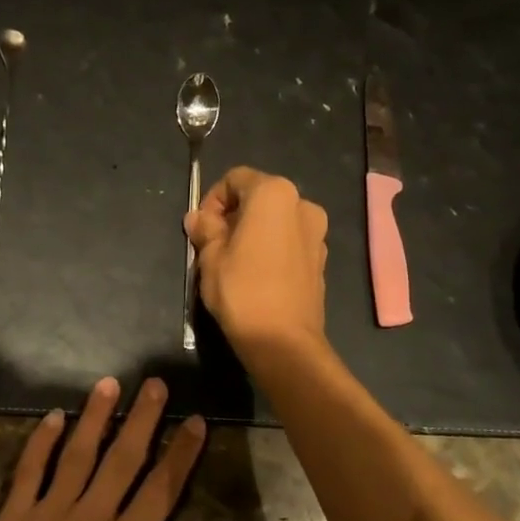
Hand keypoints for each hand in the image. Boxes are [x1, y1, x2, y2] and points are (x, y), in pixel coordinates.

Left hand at [0, 378, 209, 520]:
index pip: (163, 487)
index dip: (181, 451)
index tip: (194, 420)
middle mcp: (92, 518)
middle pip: (124, 458)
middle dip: (144, 418)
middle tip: (156, 383)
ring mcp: (49, 513)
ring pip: (78, 453)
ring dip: (95, 417)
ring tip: (109, 384)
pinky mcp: (13, 518)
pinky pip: (30, 471)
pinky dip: (41, 441)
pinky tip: (52, 417)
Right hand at [186, 166, 328, 362]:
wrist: (283, 341)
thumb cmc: (242, 289)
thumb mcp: (210, 256)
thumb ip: (205, 229)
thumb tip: (198, 218)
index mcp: (274, 194)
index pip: (235, 178)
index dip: (213, 199)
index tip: (202, 228)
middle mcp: (302, 204)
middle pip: (258, 197)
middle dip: (233, 215)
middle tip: (213, 245)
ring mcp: (317, 233)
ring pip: (275, 220)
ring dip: (252, 232)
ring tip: (233, 261)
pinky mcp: (321, 259)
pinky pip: (289, 241)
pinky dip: (271, 247)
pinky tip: (255, 275)